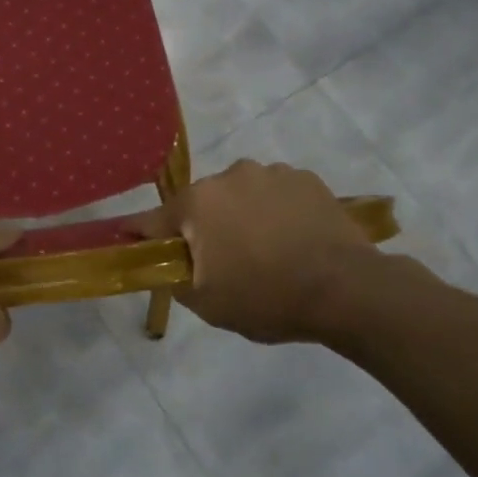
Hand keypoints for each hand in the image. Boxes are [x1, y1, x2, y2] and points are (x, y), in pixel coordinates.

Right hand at [131, 160, 388, 342]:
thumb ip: (172, 277)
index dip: (139, 233)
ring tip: (266, 250)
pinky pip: (275, 194)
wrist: (348, 290)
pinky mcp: (306, 179)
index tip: (129, 240)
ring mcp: (271, 173)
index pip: (152, 219)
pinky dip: (275, 211)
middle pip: (200, 204)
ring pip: (240, 196)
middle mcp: (228, 176)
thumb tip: (162, 263)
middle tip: (221, 261)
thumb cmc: (267, 297)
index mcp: (197, 203)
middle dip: (203, 227)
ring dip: (241, 216)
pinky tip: (293, 239)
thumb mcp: (206, 303)